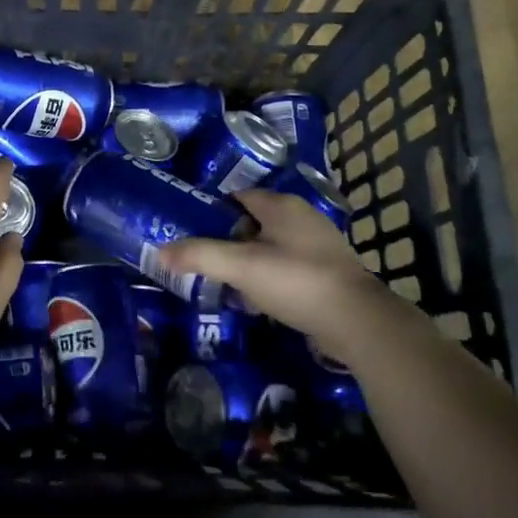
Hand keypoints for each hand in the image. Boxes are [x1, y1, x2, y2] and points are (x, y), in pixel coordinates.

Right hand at [158, 187, 390, 363]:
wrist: (356, 321)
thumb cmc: (295, 281)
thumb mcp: (241, 266)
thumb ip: (200, 256)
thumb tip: (161, 251)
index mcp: (281, 205)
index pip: (238, 197)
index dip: (214, 213)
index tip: (194, 232)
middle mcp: (302, 217)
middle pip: (253, 223)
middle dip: (230, 242)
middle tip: (207, 263)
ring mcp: (319, 245)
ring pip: (271, 248)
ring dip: (250, 264)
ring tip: (228, 286)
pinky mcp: (328, 273)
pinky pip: (288, 269)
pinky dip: (270, 280)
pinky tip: (258, 303)